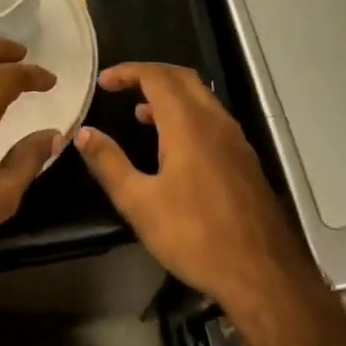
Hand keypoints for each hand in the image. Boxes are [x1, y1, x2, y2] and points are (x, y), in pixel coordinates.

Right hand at [74, 62, 313, 314]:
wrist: (261, 272)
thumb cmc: (194, 236)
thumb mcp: (139, 203)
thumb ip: (110, 163)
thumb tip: (84, 133)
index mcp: (188, 124)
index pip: (156, 76)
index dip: (128, 72)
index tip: (103, 82)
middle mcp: (215, 121)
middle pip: (182, 78)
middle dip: (149, 75)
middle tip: (121, 87)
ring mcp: (235, 139)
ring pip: (201, 97)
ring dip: (170, 95)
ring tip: (140, 115)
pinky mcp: (244, 158)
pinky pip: (212, 119)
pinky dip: (187, 115)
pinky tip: (173, 146)